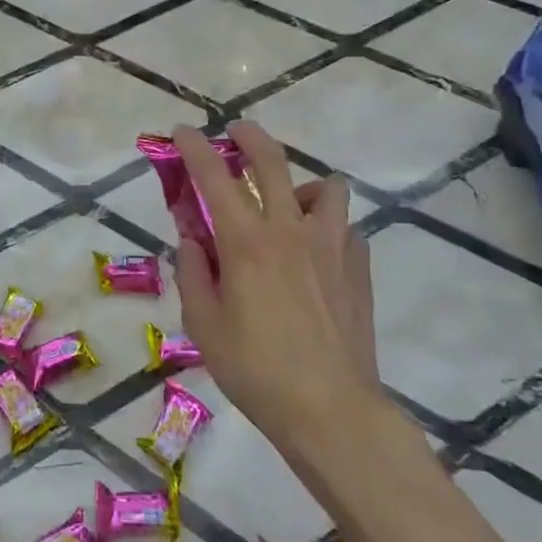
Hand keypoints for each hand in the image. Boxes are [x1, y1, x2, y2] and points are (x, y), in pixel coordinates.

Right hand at [172, 121, 382, 474]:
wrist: (331, 409)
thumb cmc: (256, 370)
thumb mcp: (203, 324)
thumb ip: (193, 273)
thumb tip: (193, 241)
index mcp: (245, 242)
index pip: (214, 177)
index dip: (194, 147)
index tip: (183, 131)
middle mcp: (289, 230)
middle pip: (273, 162)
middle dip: (251, 137)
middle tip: (238, 133)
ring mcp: (331, 246)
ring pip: (325, 188)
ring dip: (301, 186)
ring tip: (288, 206)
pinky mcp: (358, 268)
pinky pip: (345, 228)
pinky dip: (327, 228)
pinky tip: (316, 254)